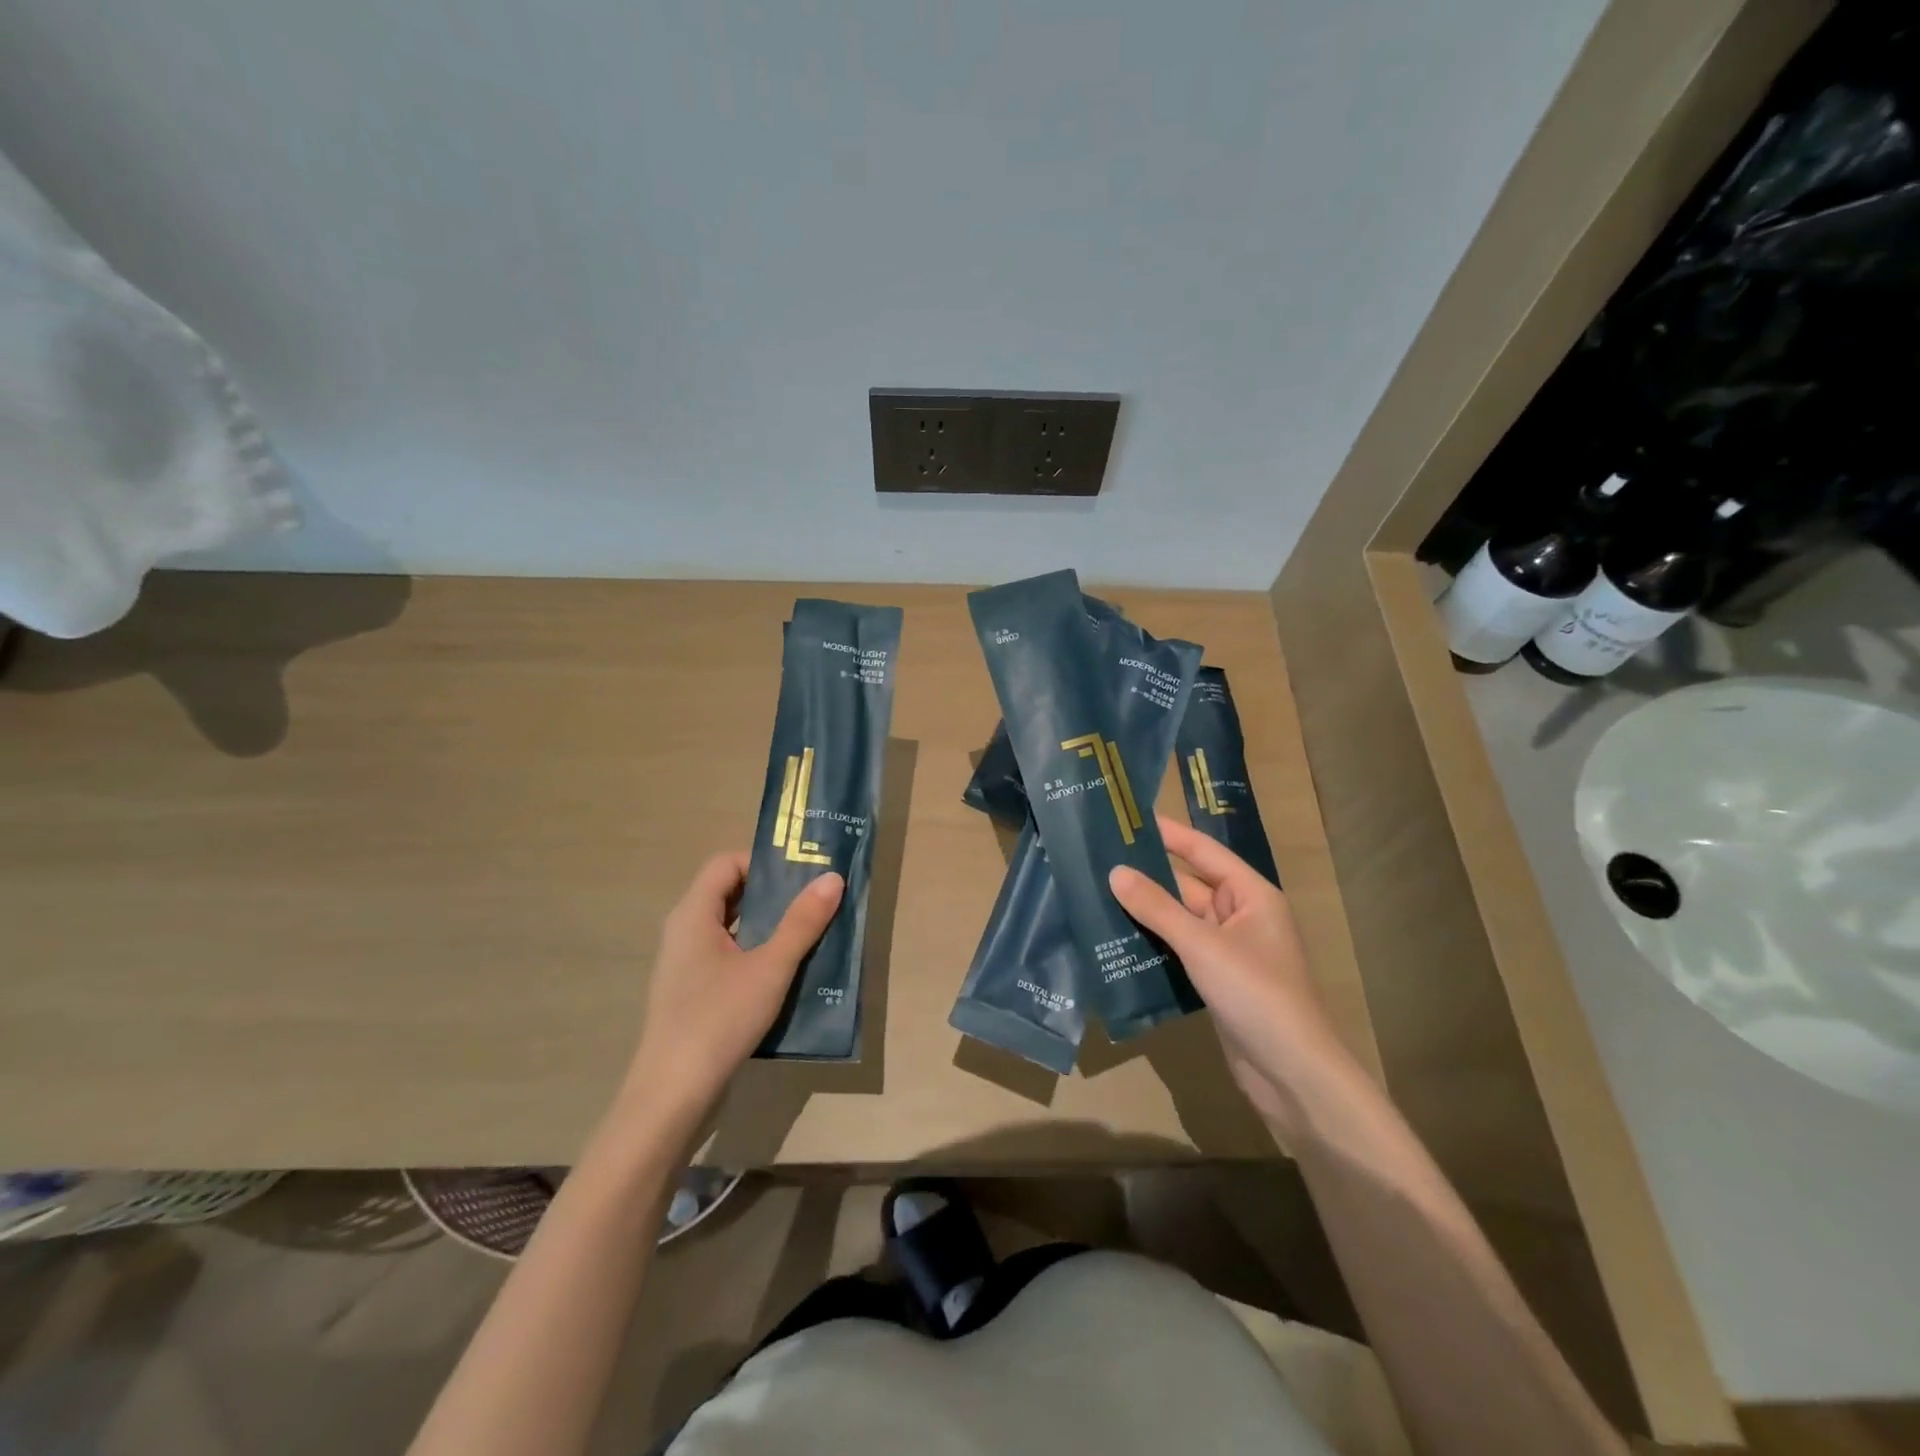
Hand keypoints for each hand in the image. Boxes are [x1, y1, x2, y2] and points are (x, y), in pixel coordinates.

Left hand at [619, 852, 843, 1128]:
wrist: (672, 1094)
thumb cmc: (719, 1019)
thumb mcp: (770, 967)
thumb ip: (802, 922)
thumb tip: (832, 878)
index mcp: (694, 914)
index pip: (726, 863)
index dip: (763, 861)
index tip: (802, 873)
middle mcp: (684, 931)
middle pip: (729, 892)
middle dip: (774, 892)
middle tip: (816, 898)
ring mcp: (686, 964)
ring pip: (732, 926)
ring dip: (769, 925)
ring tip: (811, 932)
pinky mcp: (693, 992)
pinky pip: (728, 955)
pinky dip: (757, 952)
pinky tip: (787, 972)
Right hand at [1110, 817, 1349, 1136]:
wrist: (1292, 1074)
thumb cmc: (1256, 994)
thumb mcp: (1203, 945)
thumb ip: (1157, 908)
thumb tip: (1116, 872)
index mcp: (1251, 895)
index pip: (1203, 851)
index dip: (1168, 834)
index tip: (1128, 820)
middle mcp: (1240, 916)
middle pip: (1187, 886)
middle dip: (1147, 876)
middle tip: (1097, 861)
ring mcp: (1228, 950)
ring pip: (1179, 920)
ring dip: (1145, 913)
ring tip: (1096, 896)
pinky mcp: (1216, 980)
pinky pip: (1179, 950)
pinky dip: (1152, 945)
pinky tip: (1116, 941)